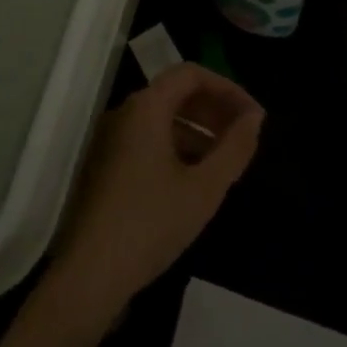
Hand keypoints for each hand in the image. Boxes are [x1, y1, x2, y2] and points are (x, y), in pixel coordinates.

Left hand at [47, 65, 262, 326]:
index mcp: (146, 108)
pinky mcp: (107, 164)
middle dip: (214, 108)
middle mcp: (125, 113)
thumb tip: (254, 118)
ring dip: (198, 129)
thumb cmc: (151, 223)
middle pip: (176, 93)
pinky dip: (177, 146)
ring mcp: (112, 138)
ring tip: (227, 159)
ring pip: (162, 118)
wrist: (91, 272)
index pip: (191, 74)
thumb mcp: (204, 188)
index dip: (227, 88)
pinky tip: (196, 178)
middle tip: (246, 135)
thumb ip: (234, 148)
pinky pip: (148, 139)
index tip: (254, 116)